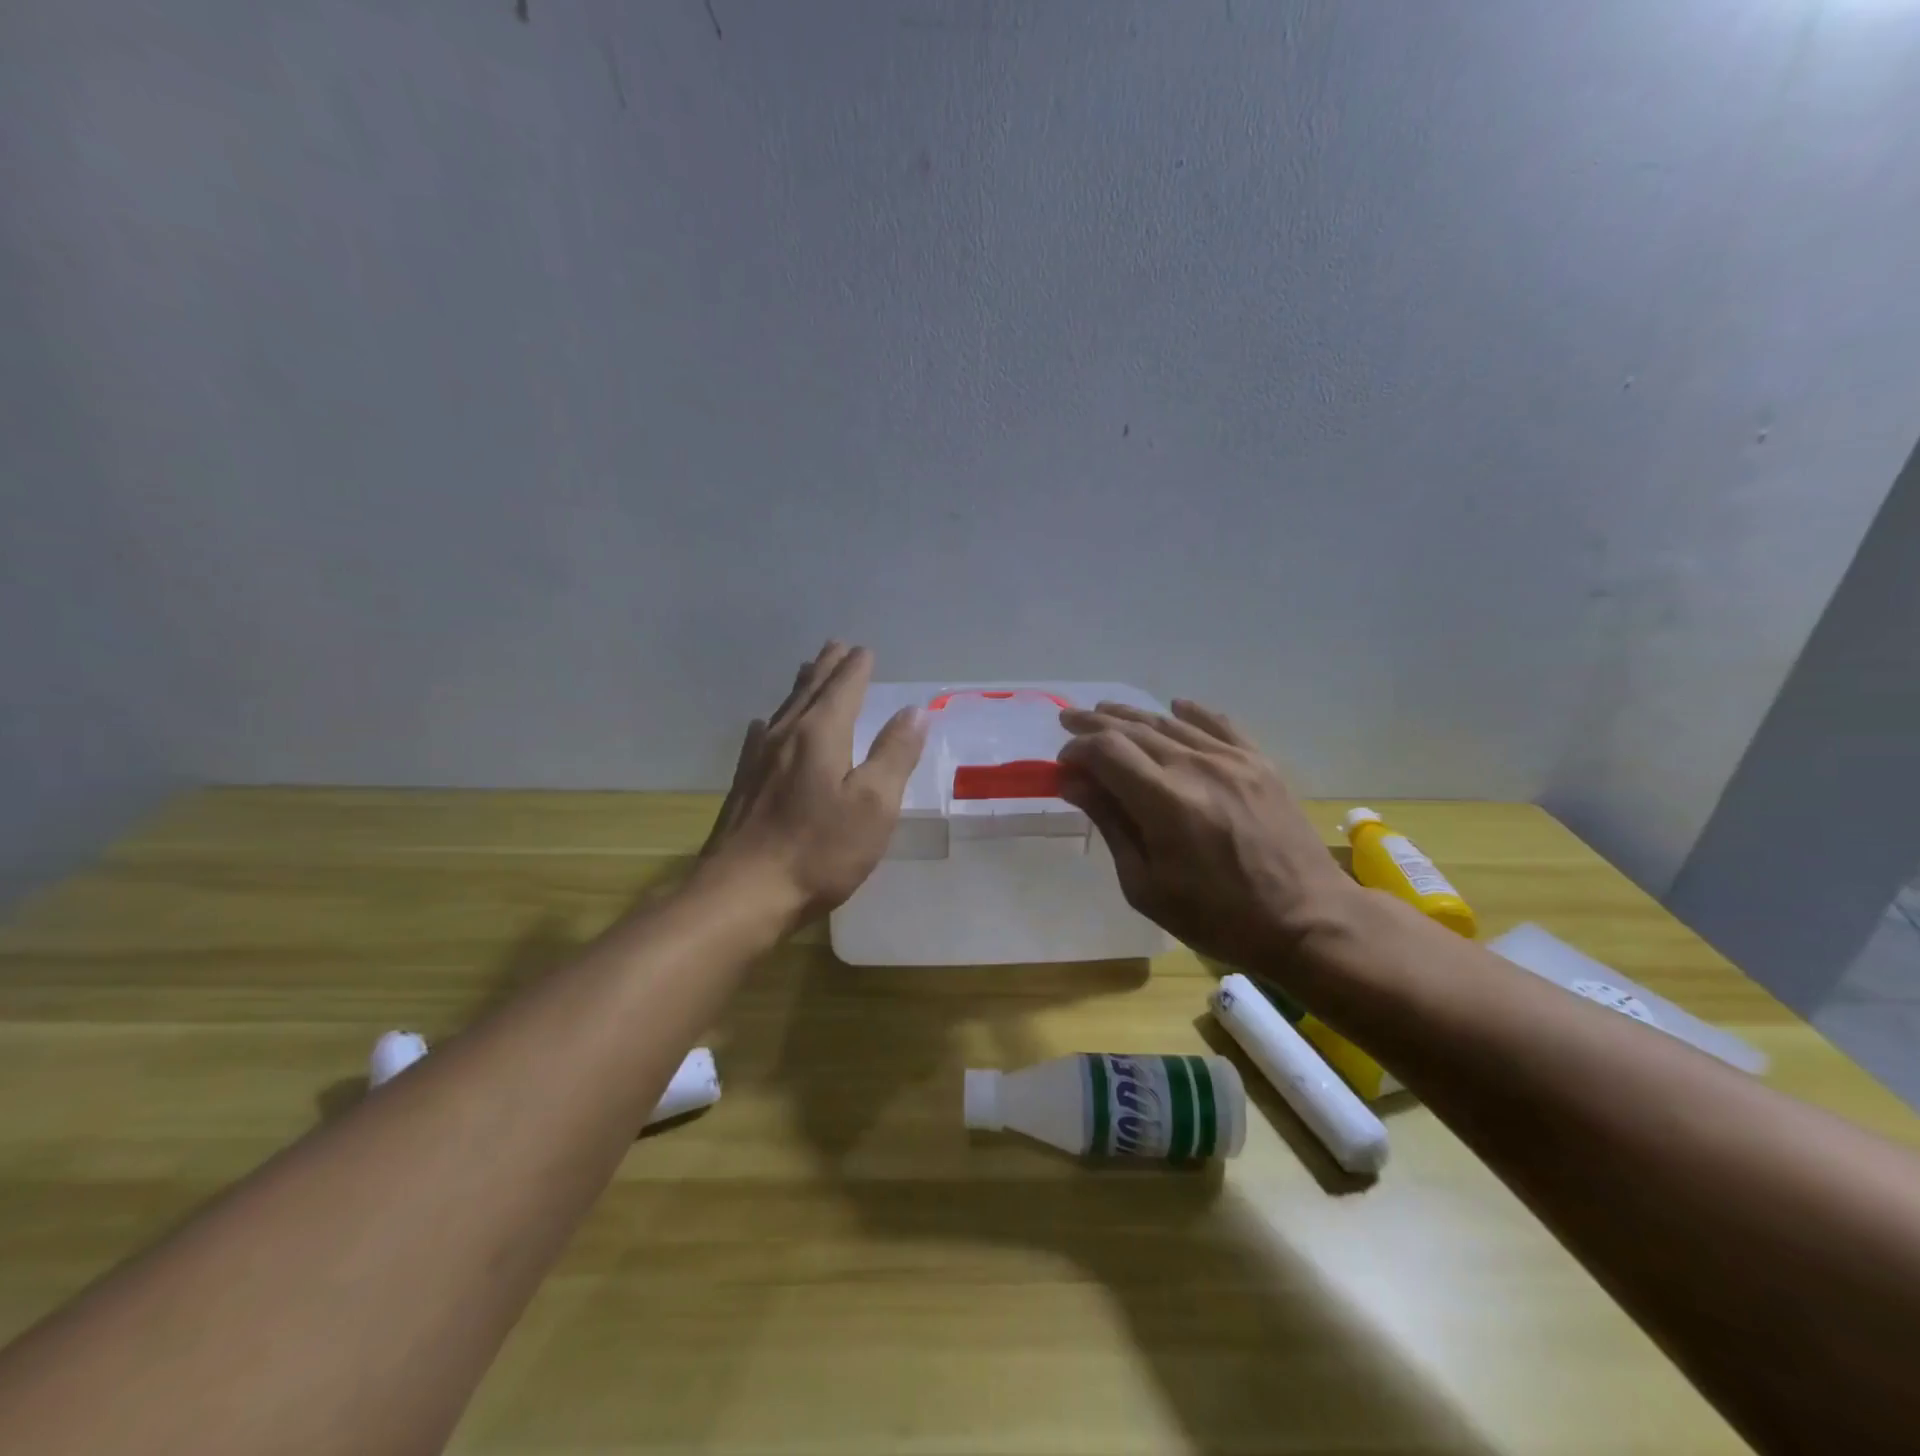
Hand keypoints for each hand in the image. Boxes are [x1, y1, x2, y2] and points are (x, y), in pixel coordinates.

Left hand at [701, 642, 926, 923]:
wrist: (743, 893)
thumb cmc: (820, 850)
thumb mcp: (874, 805)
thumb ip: (895, 755)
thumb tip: (915, 711)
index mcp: (821, 734)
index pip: (844, 688)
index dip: (857, 668)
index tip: (865, 651)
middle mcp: (786, 736)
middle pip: (810, 691)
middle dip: (827, 668)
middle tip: (836, 646)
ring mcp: (758, 760)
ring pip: (784, 710)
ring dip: (801, 688)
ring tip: (808, 672)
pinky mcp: (743, 785)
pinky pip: (761, 737)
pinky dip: (773, 722)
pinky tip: (764, 727)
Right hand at [1057, 699, 1355, 970]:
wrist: (1307, 920)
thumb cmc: (1218, 917)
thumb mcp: (1146, 886)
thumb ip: (1110, 825)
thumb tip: (1073, 781)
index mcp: (1165, 802)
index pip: (1106, 751)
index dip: (1078, 750)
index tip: (1063, 765)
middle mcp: (1196, 767)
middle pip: (1134, 729)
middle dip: (1095, 724)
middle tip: (1069, 722)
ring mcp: (1233, 760)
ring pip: (1171, 723)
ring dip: (1133, 715)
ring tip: (1106, 713)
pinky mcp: (1260, 763)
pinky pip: (1220, 723)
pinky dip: (1193, 712)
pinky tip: (1175, 706)